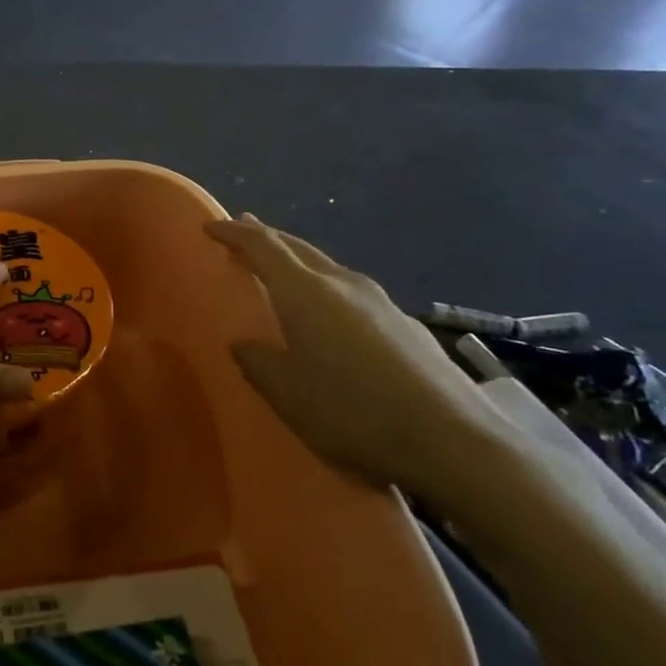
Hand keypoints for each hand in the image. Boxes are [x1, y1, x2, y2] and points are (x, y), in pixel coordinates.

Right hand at [207, 215, 505, 498]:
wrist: (454, 440)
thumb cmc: (354, 413)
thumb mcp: (288, 395)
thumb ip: (258, 363)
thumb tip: (244, 343)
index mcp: (305, 293)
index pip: (263, 246)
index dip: (235, 233)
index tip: (211, 225)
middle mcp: (343, 284)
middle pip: (298, 248)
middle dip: (268, 238)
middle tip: (245, 233)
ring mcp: (381, 301)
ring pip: (329, 269)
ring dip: (300, 264)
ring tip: (285, 274)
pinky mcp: (406, 325)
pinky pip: (353, 294)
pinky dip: (328, 291)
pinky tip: (333, 318)